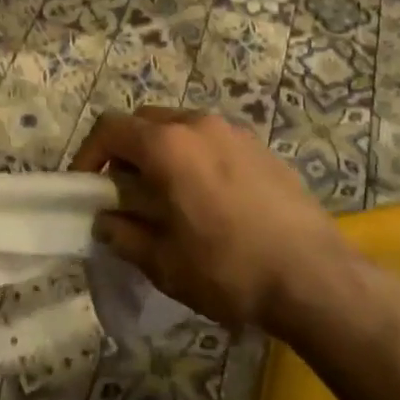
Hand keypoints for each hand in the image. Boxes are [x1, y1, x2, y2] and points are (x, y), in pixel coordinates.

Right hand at [71, 107, 349, 329]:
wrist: (315, 277)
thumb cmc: (229, 269)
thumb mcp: (164, 262)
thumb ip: (125, 235)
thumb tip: (105, 221)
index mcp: (168, 146)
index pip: (110, 129)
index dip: (88, 154)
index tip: (84, 186)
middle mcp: (199, 124)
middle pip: (145, 122)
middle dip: (125, 151)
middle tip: (124, 192)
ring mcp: (234, 132)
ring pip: (180, 127)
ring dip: (162, 152)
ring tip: (167, 195)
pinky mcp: (261, 147)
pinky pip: (213, 140)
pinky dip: (195, 157)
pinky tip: (209, 199)